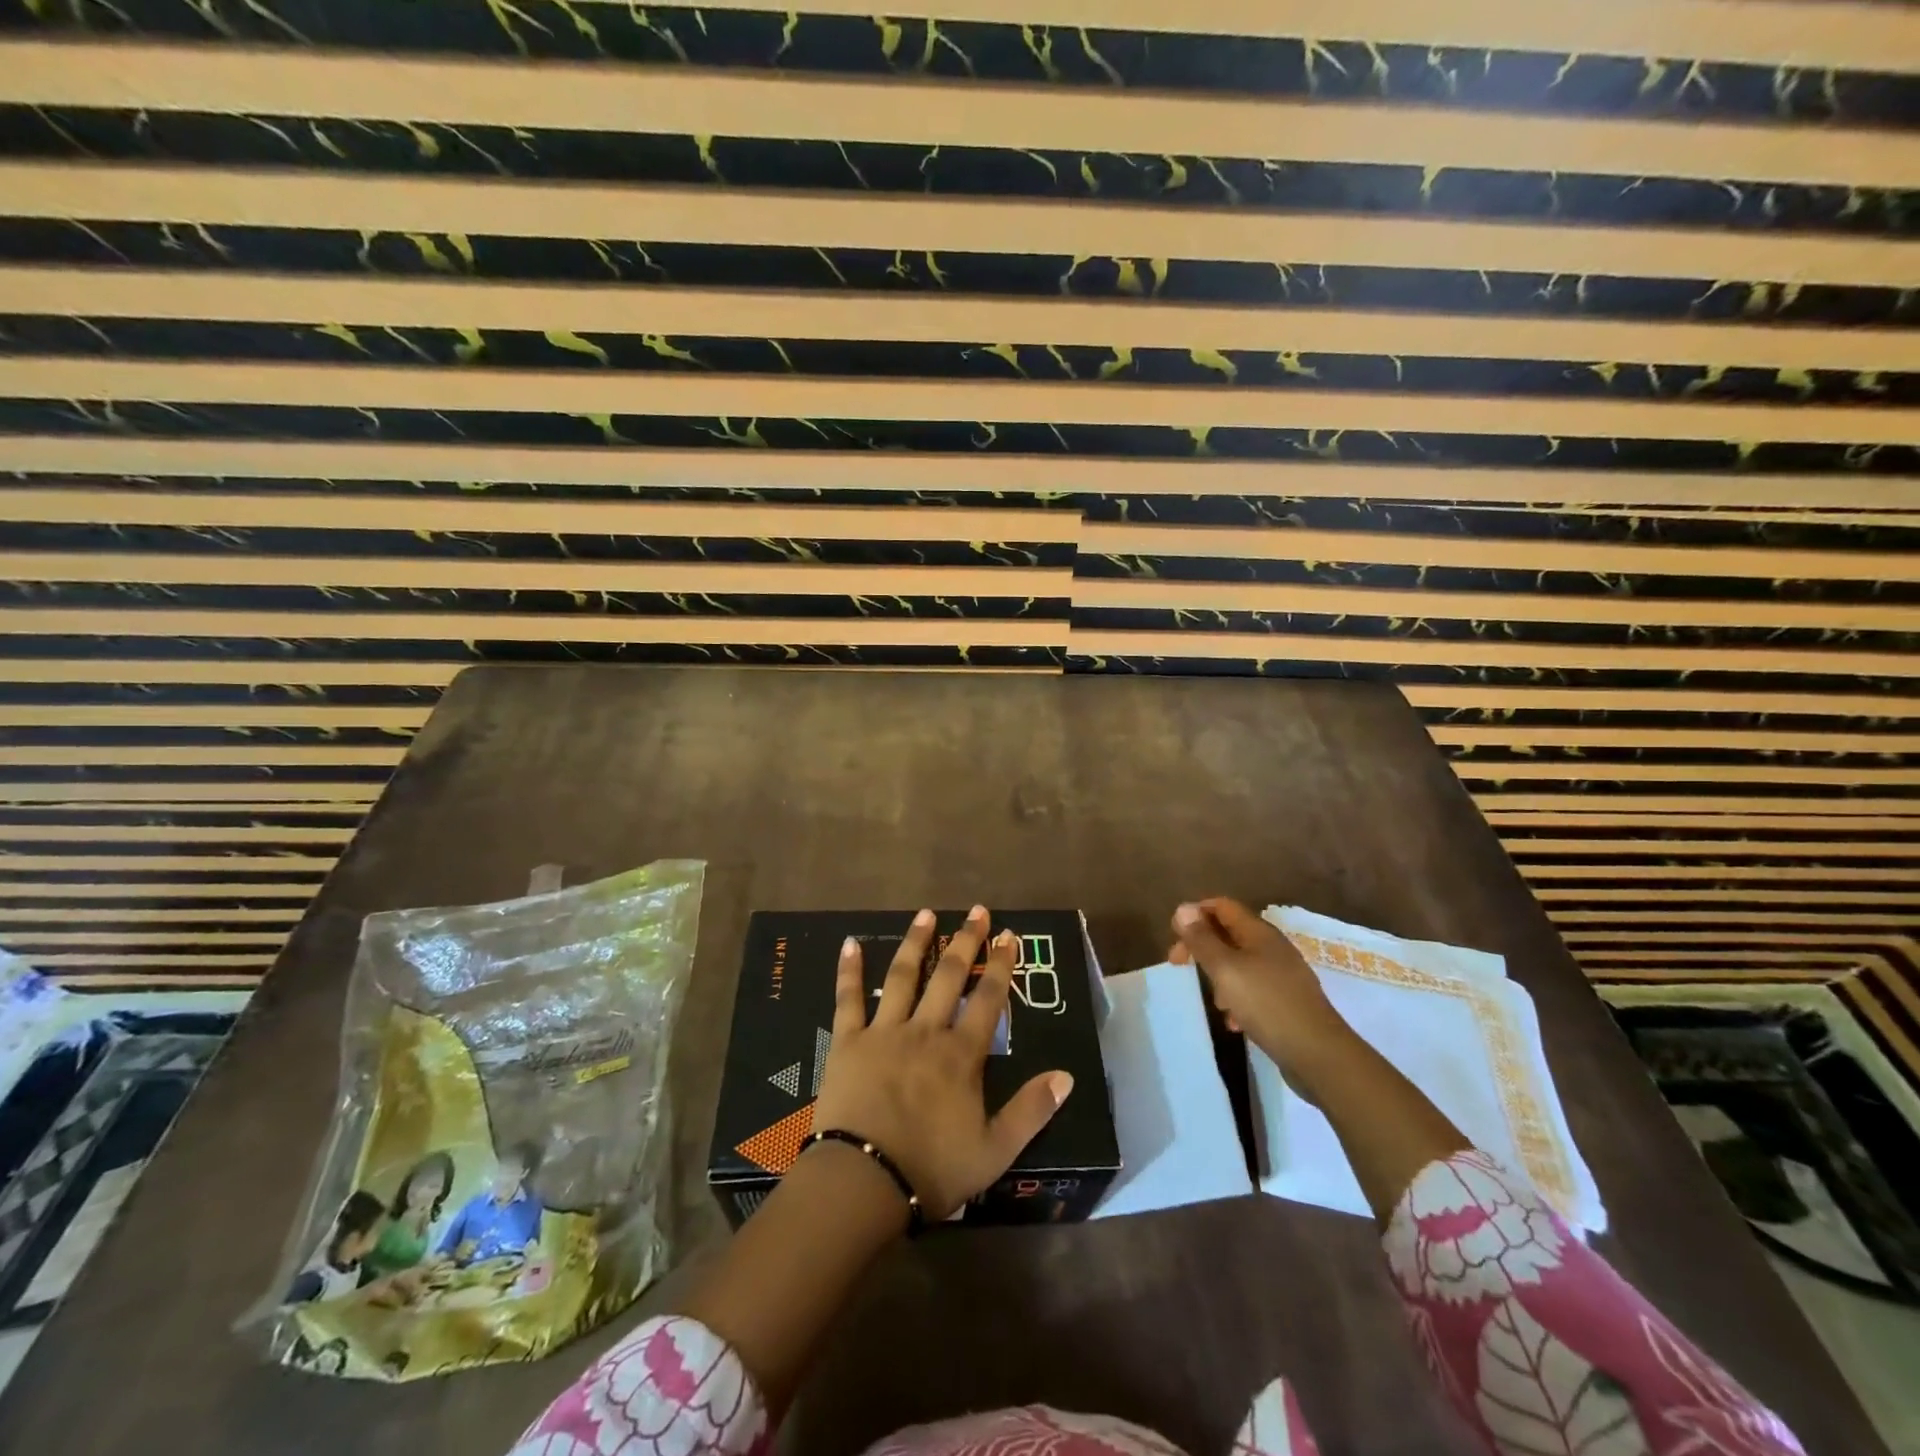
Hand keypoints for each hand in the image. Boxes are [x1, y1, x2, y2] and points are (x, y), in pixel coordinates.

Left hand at [811, 905, 1073, 1220]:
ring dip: (916, 942)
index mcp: (961, 1054)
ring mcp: (884, 1032)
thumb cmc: (931, 1169)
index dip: (1001, 965)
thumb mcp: (994, 1151)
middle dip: (965, 941)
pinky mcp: (848, 1042)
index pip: (988, 999)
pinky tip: (850, 943)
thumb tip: (1067, 1076)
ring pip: (902, 976)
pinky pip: (848, 999)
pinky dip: (849, 970)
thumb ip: (1031, 1111)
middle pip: (949, 976)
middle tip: (977, 911)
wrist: (863, 1182)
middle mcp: (925, 1031)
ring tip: (927, 913)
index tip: (1009, 936)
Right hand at [1169, 898, 1355, 1088]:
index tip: (1174, 935)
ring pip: (1240, 964)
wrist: (1319, 1055)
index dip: (1196, 913)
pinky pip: (1254, 991)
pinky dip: (1237, 1000)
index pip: (1222, 906)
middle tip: (1178, 965)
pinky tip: (1234, 1022)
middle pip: (1229, 934)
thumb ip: (1202, 939)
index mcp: (1259, 933)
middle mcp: (1272, 948)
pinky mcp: (1287, 1003)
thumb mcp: (1225, 969)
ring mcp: (1282, 976)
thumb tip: (1182, 908)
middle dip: (1202, 947)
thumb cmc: (1267, 1004)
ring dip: (1219, 976)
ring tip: (1212, 1000)